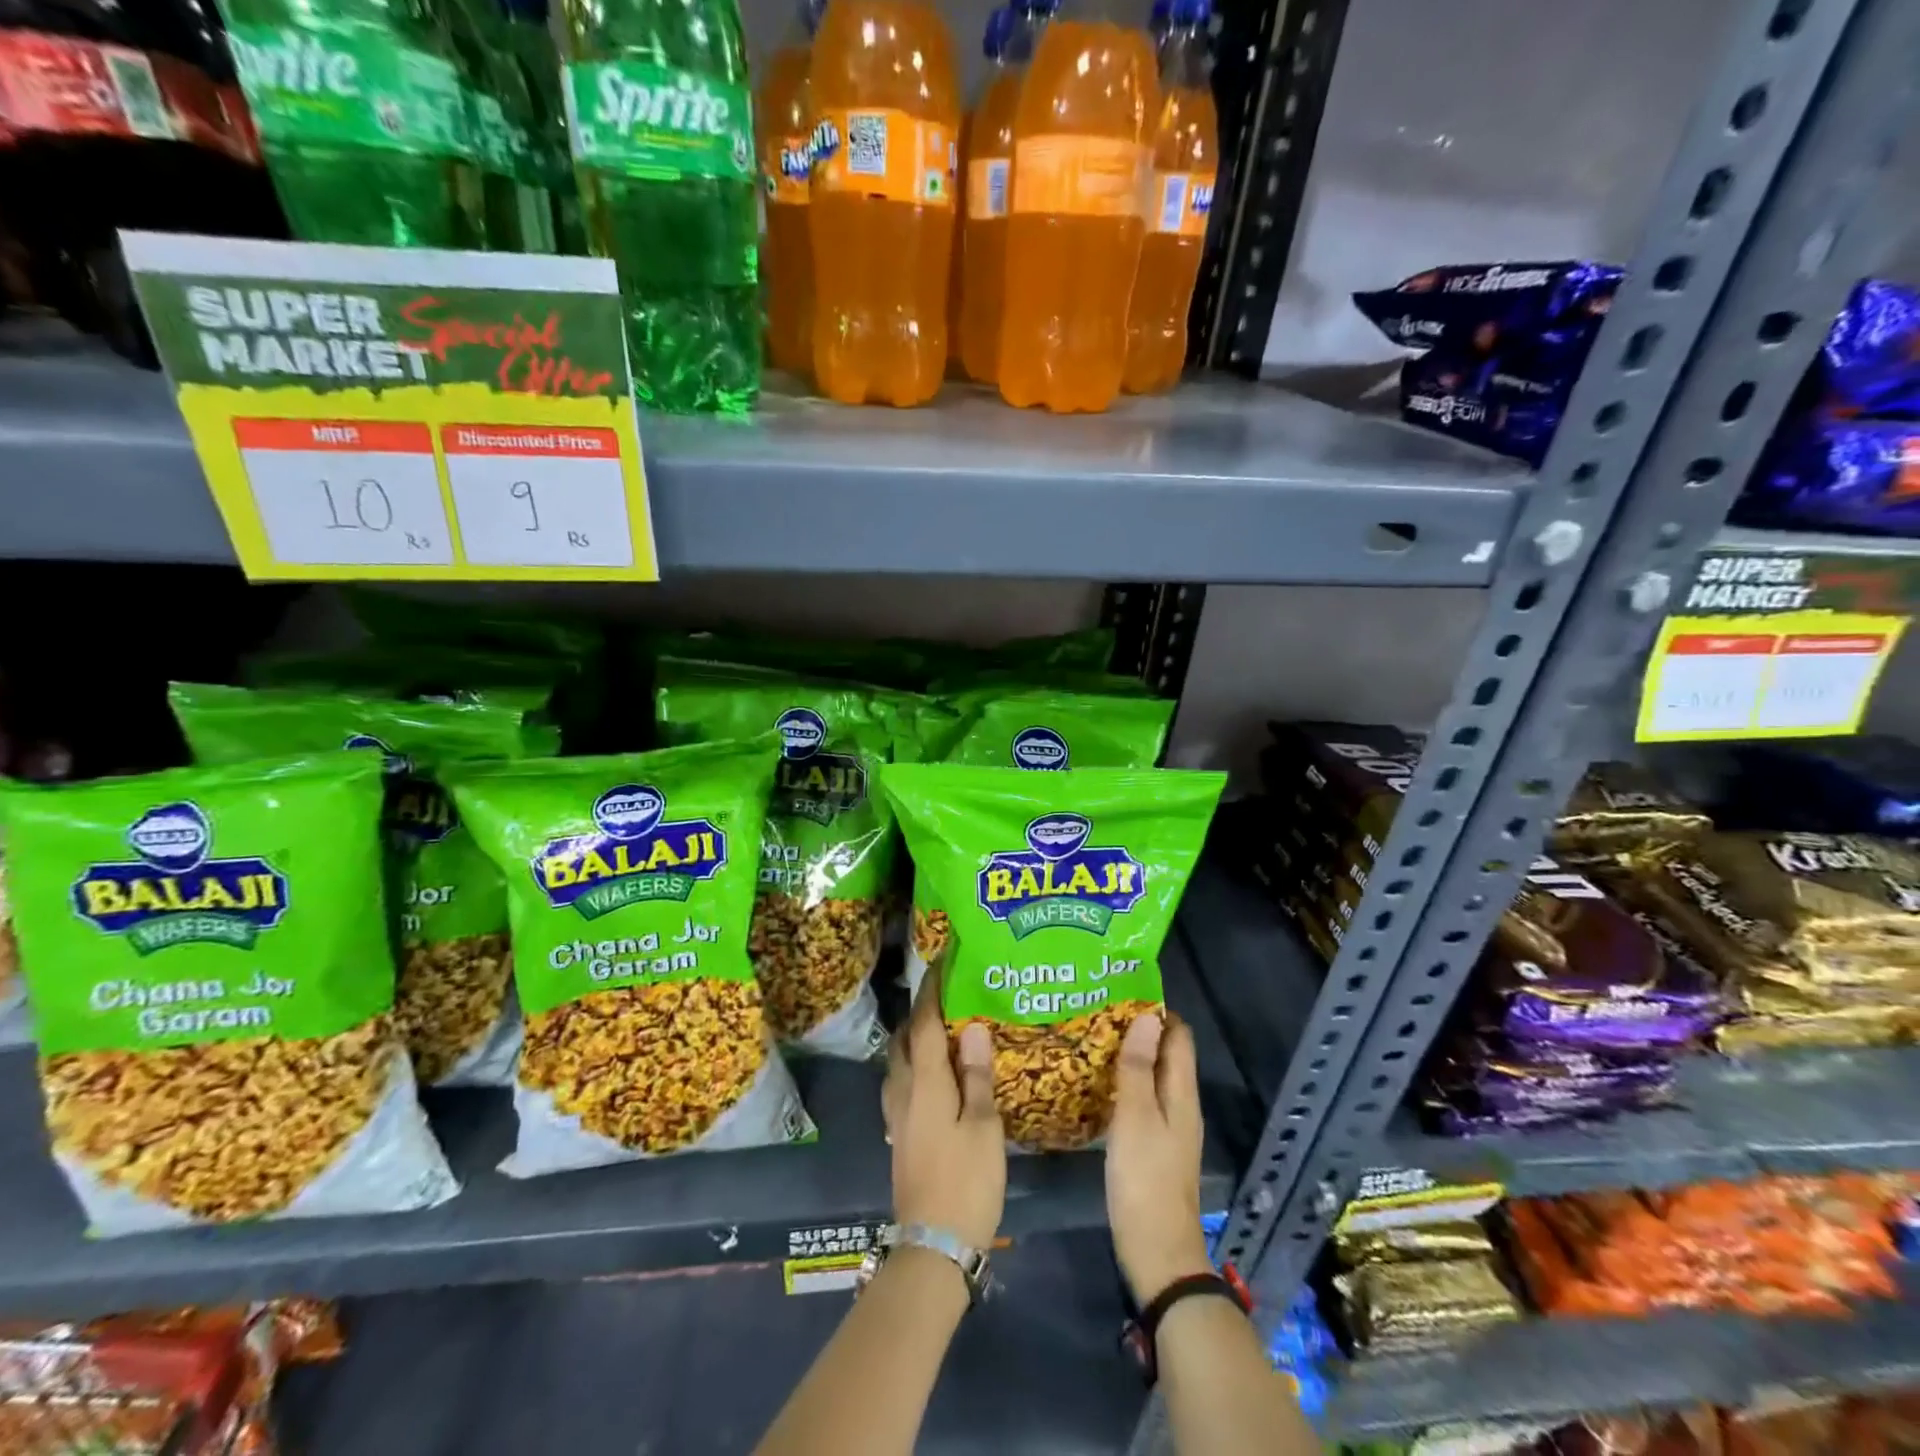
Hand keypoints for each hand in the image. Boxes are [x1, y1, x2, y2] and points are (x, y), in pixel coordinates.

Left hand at [881, 969, 1005, 1249]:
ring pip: (899, 1061)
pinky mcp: (899, 1134)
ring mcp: (896, 1115)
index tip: (941, 961)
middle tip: (947, 997)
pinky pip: (901, 1083)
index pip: (924, 1023)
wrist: (933, 1245)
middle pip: (905, 1039)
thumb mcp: (983, 1126)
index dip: (932, 990)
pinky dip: (915, 1065)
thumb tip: (971, 1026)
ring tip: (943, 1030)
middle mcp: (903, 1090)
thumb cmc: (966, 1181)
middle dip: (920, 1012)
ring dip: (915, 1038)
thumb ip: (976, 1075)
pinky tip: (935, 1076)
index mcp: (925, 1082)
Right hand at [1106, 1011, 1214, 1305]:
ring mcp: (1168, 1128)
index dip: (1156, 1011)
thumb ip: (1138, 1067)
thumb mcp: (1136, 1117)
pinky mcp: (1153, 1147)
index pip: (1178, 1036)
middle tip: (1096, 1011)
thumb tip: (1147, 1017)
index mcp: (1181, 1093)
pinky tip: (1095, 1084)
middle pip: (1164, 1054)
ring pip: (1151, 1077)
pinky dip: (1123, 1084)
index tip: (1121, 991)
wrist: (1157, 1252)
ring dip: (1128, 1056)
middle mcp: (1180, 1104)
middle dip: (1137, 1030)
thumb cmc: (1145, 1179)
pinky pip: (1141, 1100)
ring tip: (1089, 1038)